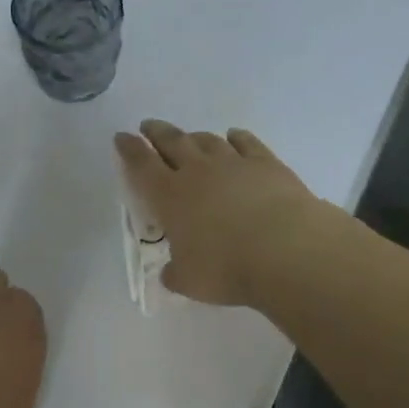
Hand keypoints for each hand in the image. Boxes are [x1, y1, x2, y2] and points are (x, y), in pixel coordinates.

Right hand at [114, 119, 324, 306]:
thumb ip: (176, 273)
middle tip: (148, 125)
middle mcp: (197, 171)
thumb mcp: (190, 281)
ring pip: (207, 140)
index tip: (122, 137)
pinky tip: (234, 136)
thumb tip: (172, 272)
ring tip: (189, 136)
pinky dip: (237, 137)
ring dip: (194, 136)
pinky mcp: (265, 163)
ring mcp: (233, 163)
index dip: (129, 149)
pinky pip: (246, 142)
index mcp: (170, 196)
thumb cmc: (228, 268)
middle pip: (171, 142)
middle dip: (157, 132)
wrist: (286, 250)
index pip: (141, 165)